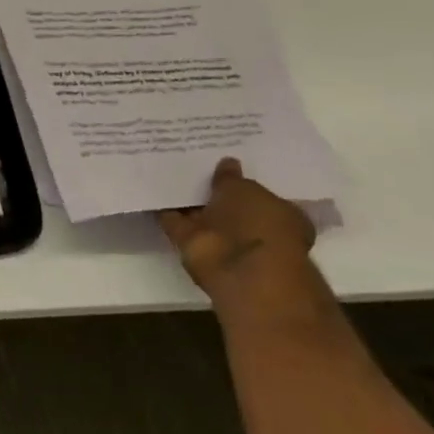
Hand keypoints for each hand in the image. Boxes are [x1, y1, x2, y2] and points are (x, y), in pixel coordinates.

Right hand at [159, 158, 319, 314]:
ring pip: (202, 214)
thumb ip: (232, 178)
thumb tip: (228, 164)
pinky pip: (176, 222)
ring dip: (188, 200)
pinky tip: (153, 189)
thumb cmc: (258, 223)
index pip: (260, 195)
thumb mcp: (246, 189)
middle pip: (229, 205)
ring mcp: (223, 240)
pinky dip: (165, 210)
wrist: (239, 269)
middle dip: (212, 191)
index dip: (241, 181)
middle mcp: (253, 229)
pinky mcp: (194, 246)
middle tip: (191, 163)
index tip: (221, 164)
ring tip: (167, 171)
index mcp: (280, 215)